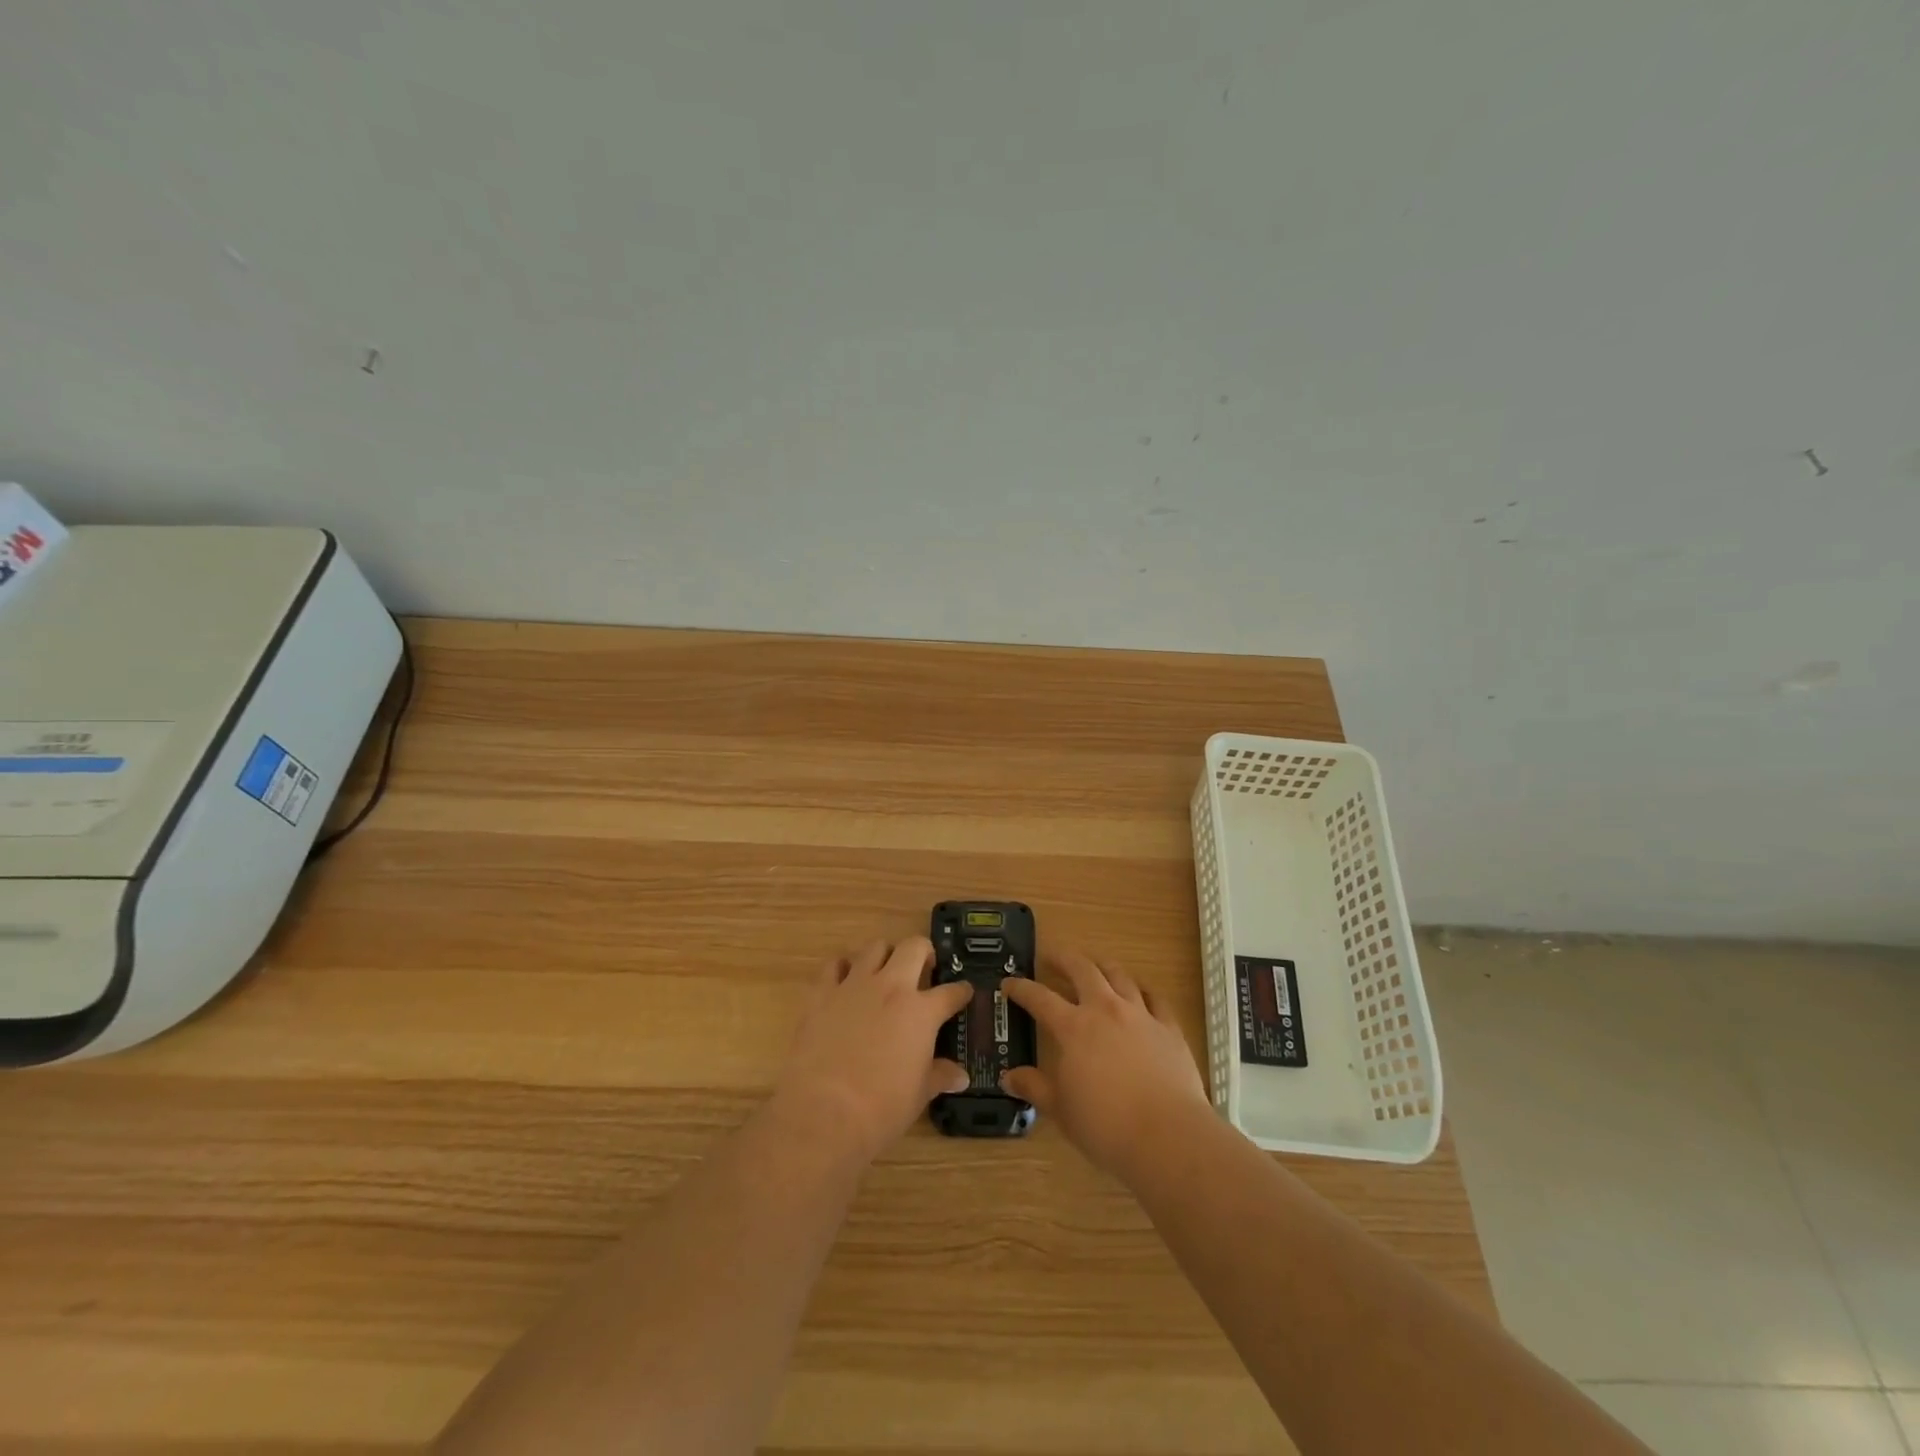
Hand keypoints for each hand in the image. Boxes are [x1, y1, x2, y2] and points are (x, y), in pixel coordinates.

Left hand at [773, 937, 973, 1165]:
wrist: (823, 1113)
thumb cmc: (881, 1108)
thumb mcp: (919, 1095)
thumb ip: (940, 1076)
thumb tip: (960, 1077)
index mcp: (921, 1012)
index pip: (950, 992)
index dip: (961, 991)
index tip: (964, 992)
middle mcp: (891, 988)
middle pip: (914, 947)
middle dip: (924, 952)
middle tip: (924, 970)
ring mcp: (854, 986)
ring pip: (875, 947)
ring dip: (885, 955)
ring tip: (885, 973)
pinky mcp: (822, 993)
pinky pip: (834, 965)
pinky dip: (843, 968)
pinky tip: (846, 982)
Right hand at [1001, 949, 1208, 1181]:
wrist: (1168, 1136)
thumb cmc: (1106, 1126)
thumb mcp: (1061, 1110)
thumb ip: (1035, 1088)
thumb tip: (1009, 1077)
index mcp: (1073, 1028)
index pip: (1040, 998)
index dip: (1021, 988)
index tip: (1009, 983)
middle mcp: (1105, 1010)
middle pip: (1082, 969)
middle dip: (1063, 958)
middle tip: (1050, 955)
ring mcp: (1140, 1015)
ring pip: (1119, 975)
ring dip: (1102, 966)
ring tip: (1094, 965)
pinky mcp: (1169, 1028)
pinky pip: (1155, 998)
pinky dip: (1143, 990)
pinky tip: (1140, 993)